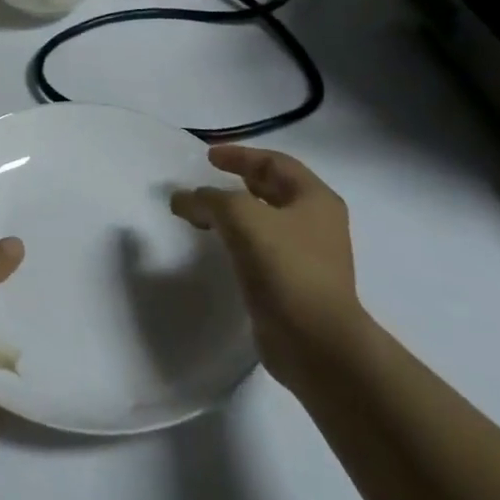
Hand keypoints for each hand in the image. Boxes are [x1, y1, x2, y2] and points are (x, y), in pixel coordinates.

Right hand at [171, 147, 365, 393]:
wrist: (316, 343)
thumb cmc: (285, 267)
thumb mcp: (240, 217)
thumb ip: (208, 200)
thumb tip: (182, 199)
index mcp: (315, 199)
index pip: (275, 163)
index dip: (241, 155)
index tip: (208, 157)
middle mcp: (317, 224)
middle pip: (273, 191)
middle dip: (238, 183)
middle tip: (207, 182)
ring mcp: (309, 257)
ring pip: (265, 222)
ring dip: (235, 214)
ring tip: (204, 216)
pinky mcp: (294, 286)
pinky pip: (261, 251)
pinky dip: (237, 242)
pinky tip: (217, 248)